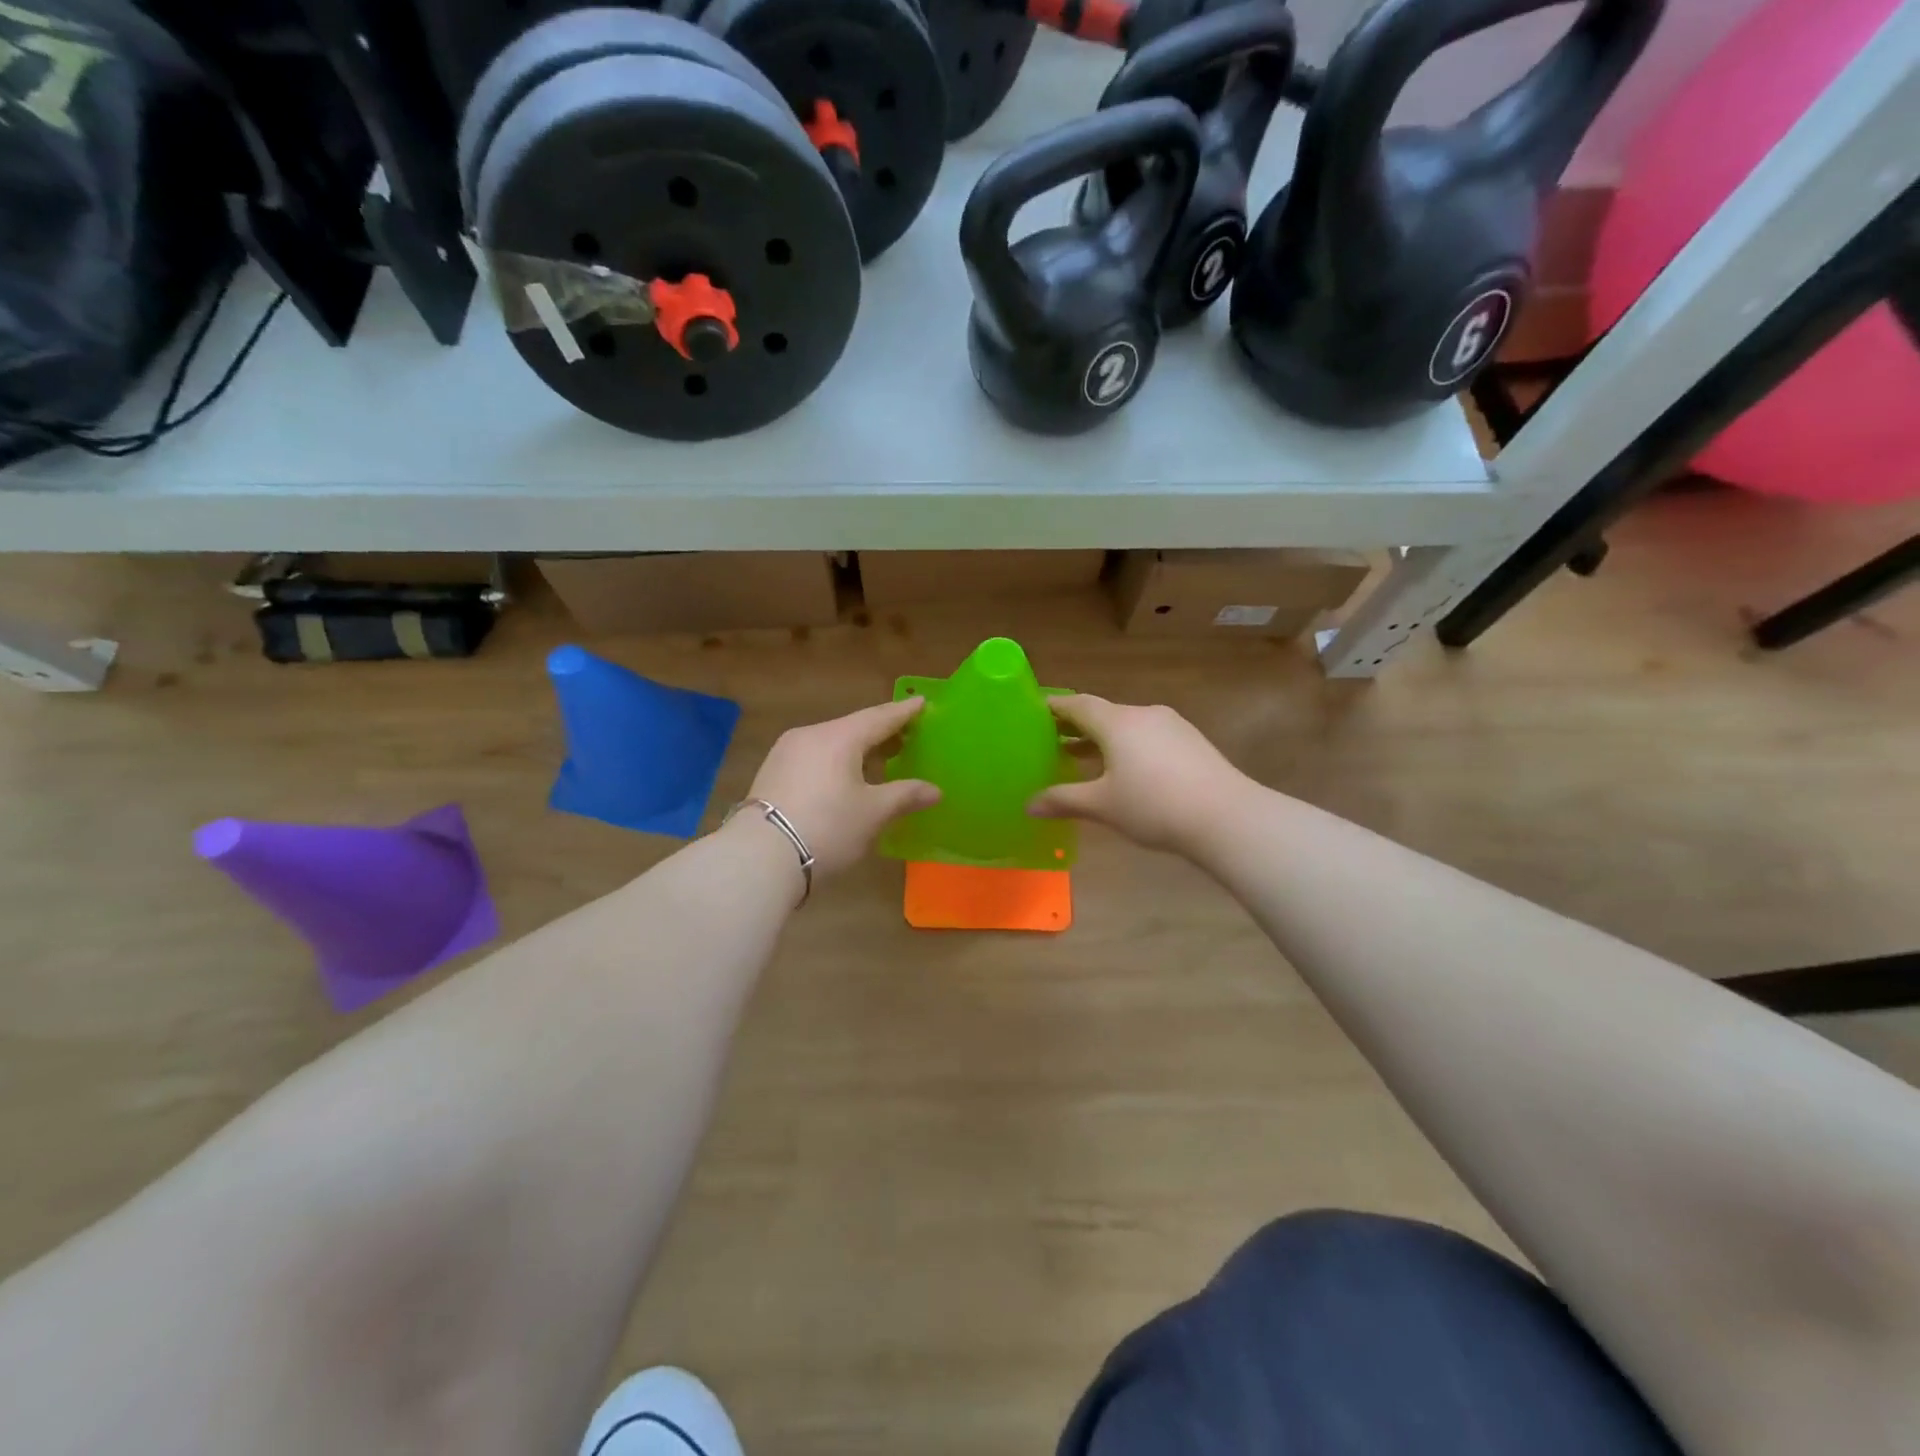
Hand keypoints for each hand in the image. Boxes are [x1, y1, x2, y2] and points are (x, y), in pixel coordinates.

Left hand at [739, 698, 939, 878]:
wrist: (760, 858)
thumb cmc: (828, 828)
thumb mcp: (873, 814)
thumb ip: (905, 796)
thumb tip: (935, 790)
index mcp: (839, 737)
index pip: (879, 717)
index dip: (904, 712)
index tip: (922, 702)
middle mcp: (810, 735)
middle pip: (853, 728)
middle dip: (881, 733)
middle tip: (907, 737)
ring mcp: (786, 753)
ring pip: (831, 743)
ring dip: (857, 750)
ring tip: (879, 761)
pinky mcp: (772, 774)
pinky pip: (814, 759)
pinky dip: (835, 762)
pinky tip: (844, 779)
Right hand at [1028, 695, 1248, 856]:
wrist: (1227, 817)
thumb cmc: (1154, 805)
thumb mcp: (1102, 805)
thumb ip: (1064, 800)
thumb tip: (1029, 805)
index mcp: (1117, 722)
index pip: (1078, 704)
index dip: (1055, 707)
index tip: (1035, 712)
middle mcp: (1143, 714)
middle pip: (1103, 713)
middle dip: (1076, 726)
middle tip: (1051, 740)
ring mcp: (1171, 726)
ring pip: (1127, 726)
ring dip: (1103, 739)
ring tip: (1083, 759)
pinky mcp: (1191, 742)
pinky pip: (1148, 737)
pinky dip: (1127, 747)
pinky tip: (1125, 772)